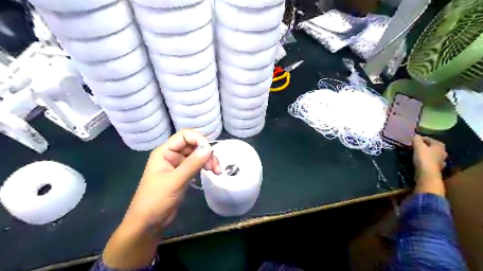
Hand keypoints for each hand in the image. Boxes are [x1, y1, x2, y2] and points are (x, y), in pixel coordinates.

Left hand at [105, 130, 221, 269]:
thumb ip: (192, 164)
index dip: (199, 140)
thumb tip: (209, 148)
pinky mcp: (183, 174)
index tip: (210, 152)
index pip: (184, 136)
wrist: (148, 223)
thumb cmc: (156, 200)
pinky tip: (211, 173)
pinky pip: (196, 164)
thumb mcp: (175, 181)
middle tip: (215, 167)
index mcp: (164, 152)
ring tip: (216, 171)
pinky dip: (205, 166)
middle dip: (206, 152)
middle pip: (193, 145)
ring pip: (197, 155)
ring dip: (208, 160)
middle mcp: (171, 155)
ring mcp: (177, 164)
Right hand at [411, 137, 448, 195]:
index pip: (428, 139)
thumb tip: (415, 135)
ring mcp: (440, 161)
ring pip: (431, 154)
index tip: (411, 141)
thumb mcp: (418, 146)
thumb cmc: (424, 158)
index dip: (419, 139)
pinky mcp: (436, 168)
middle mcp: (442, 152)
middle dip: (423, 146)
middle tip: (413, 146)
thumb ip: (416, 139)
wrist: (427, 174)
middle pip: (431, 147)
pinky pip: (429, 161)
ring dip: (424, 153)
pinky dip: (425, 160)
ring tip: (415, 153)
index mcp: (439, 145)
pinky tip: (419, 161)